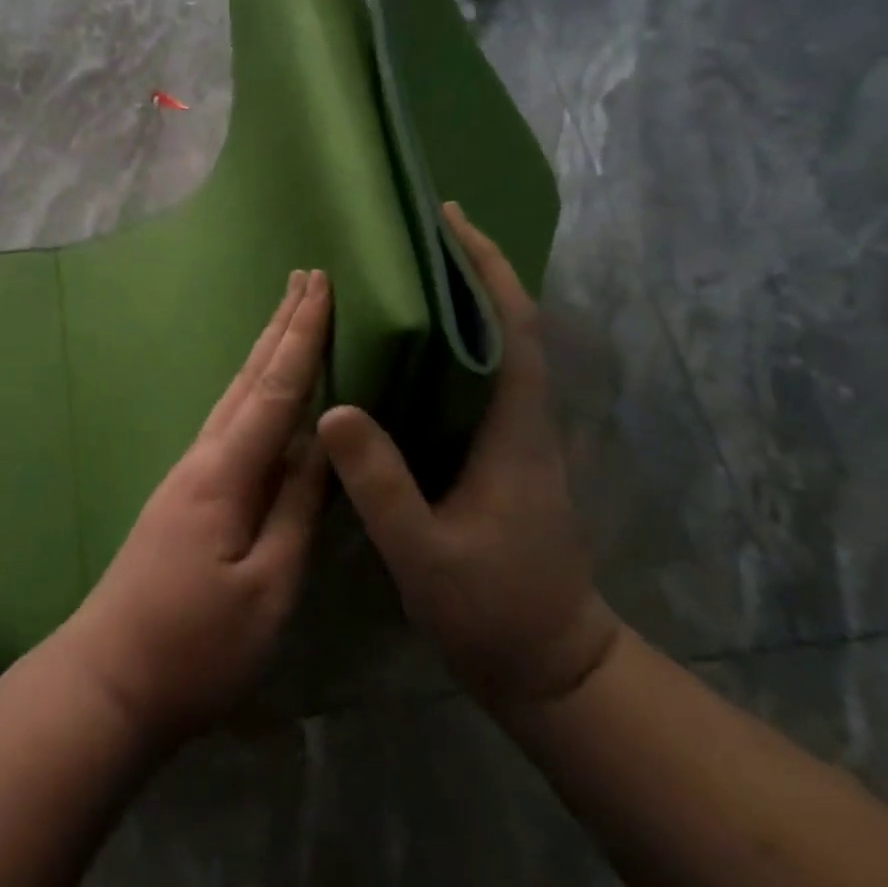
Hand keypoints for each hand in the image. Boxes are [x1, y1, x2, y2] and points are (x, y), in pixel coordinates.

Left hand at [63, 271, 331, 745]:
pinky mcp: (186, 495)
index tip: (321, 286)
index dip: (302, 336)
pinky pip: (229, 424)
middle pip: (250, 378)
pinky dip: (255, 392)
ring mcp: (190, 475)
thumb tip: (321, 445)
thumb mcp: (267, 587)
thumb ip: (296, 510)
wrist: (109, 678)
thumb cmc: (196, 646)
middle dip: (282, 326)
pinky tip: (264, 394)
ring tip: (289, 316)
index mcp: (226, 473)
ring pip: (236, 396)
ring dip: (266, 352)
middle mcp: (203, 458)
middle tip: (306, 277)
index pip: (276, 389)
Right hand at [317, 205, 620, 711]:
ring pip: (496, 349)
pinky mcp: (504, 455)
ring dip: (464, 303)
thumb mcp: (424, 552)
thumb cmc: (494, 609)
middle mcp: (523, 419)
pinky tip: (409, 350)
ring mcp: (518, 437)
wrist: (552, 666)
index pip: (512, 326)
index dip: (486, 268)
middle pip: (508, 323)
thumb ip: (381, 484)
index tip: (452, 220)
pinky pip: (480, 381)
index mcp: (514, 428)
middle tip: (417, 234)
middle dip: (472, 270)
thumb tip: (335, 407)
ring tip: (406, 275)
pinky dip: (454, 346)